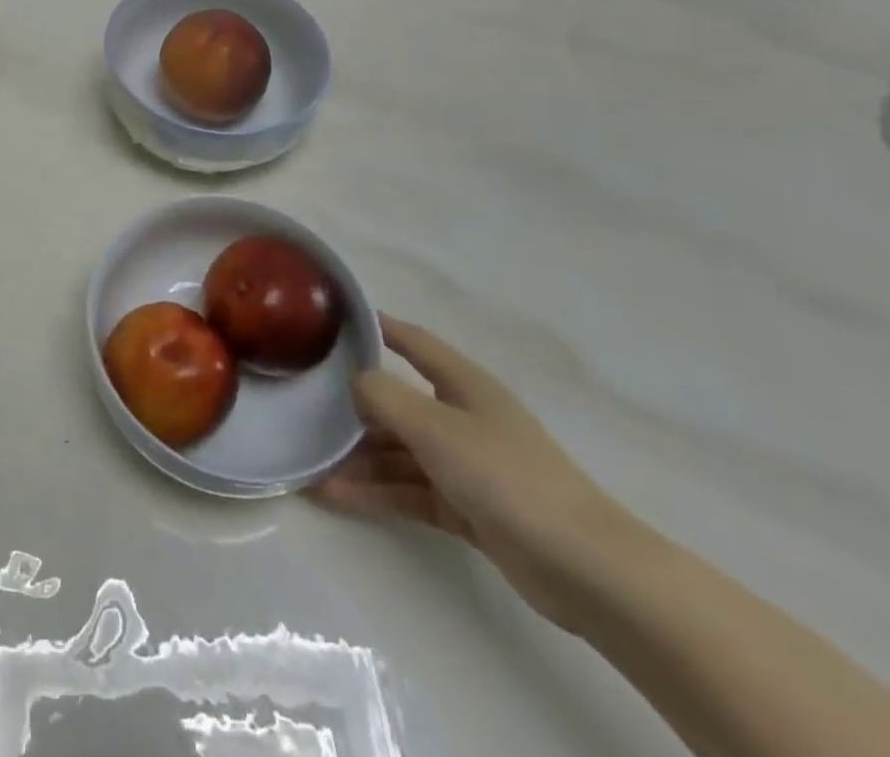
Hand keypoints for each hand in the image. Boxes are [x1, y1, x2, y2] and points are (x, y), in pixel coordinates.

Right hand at [313, 316, 643, 630]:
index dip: (377, 327)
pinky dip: (375, 492)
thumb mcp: (435, 426)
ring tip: (309, 463)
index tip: (334, 321)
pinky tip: (334, 495)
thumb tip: (355, 382)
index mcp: (463, 384)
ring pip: (399, 452)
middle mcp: (462, 417)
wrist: (584, 569)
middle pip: (398, 403)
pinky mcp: (466, 508)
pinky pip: (408, 491)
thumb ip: (385, 397)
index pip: (413, 342)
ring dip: (358, 458)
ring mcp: (465, 465)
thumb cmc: (506, 476)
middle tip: (304, 407)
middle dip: (354, 408)